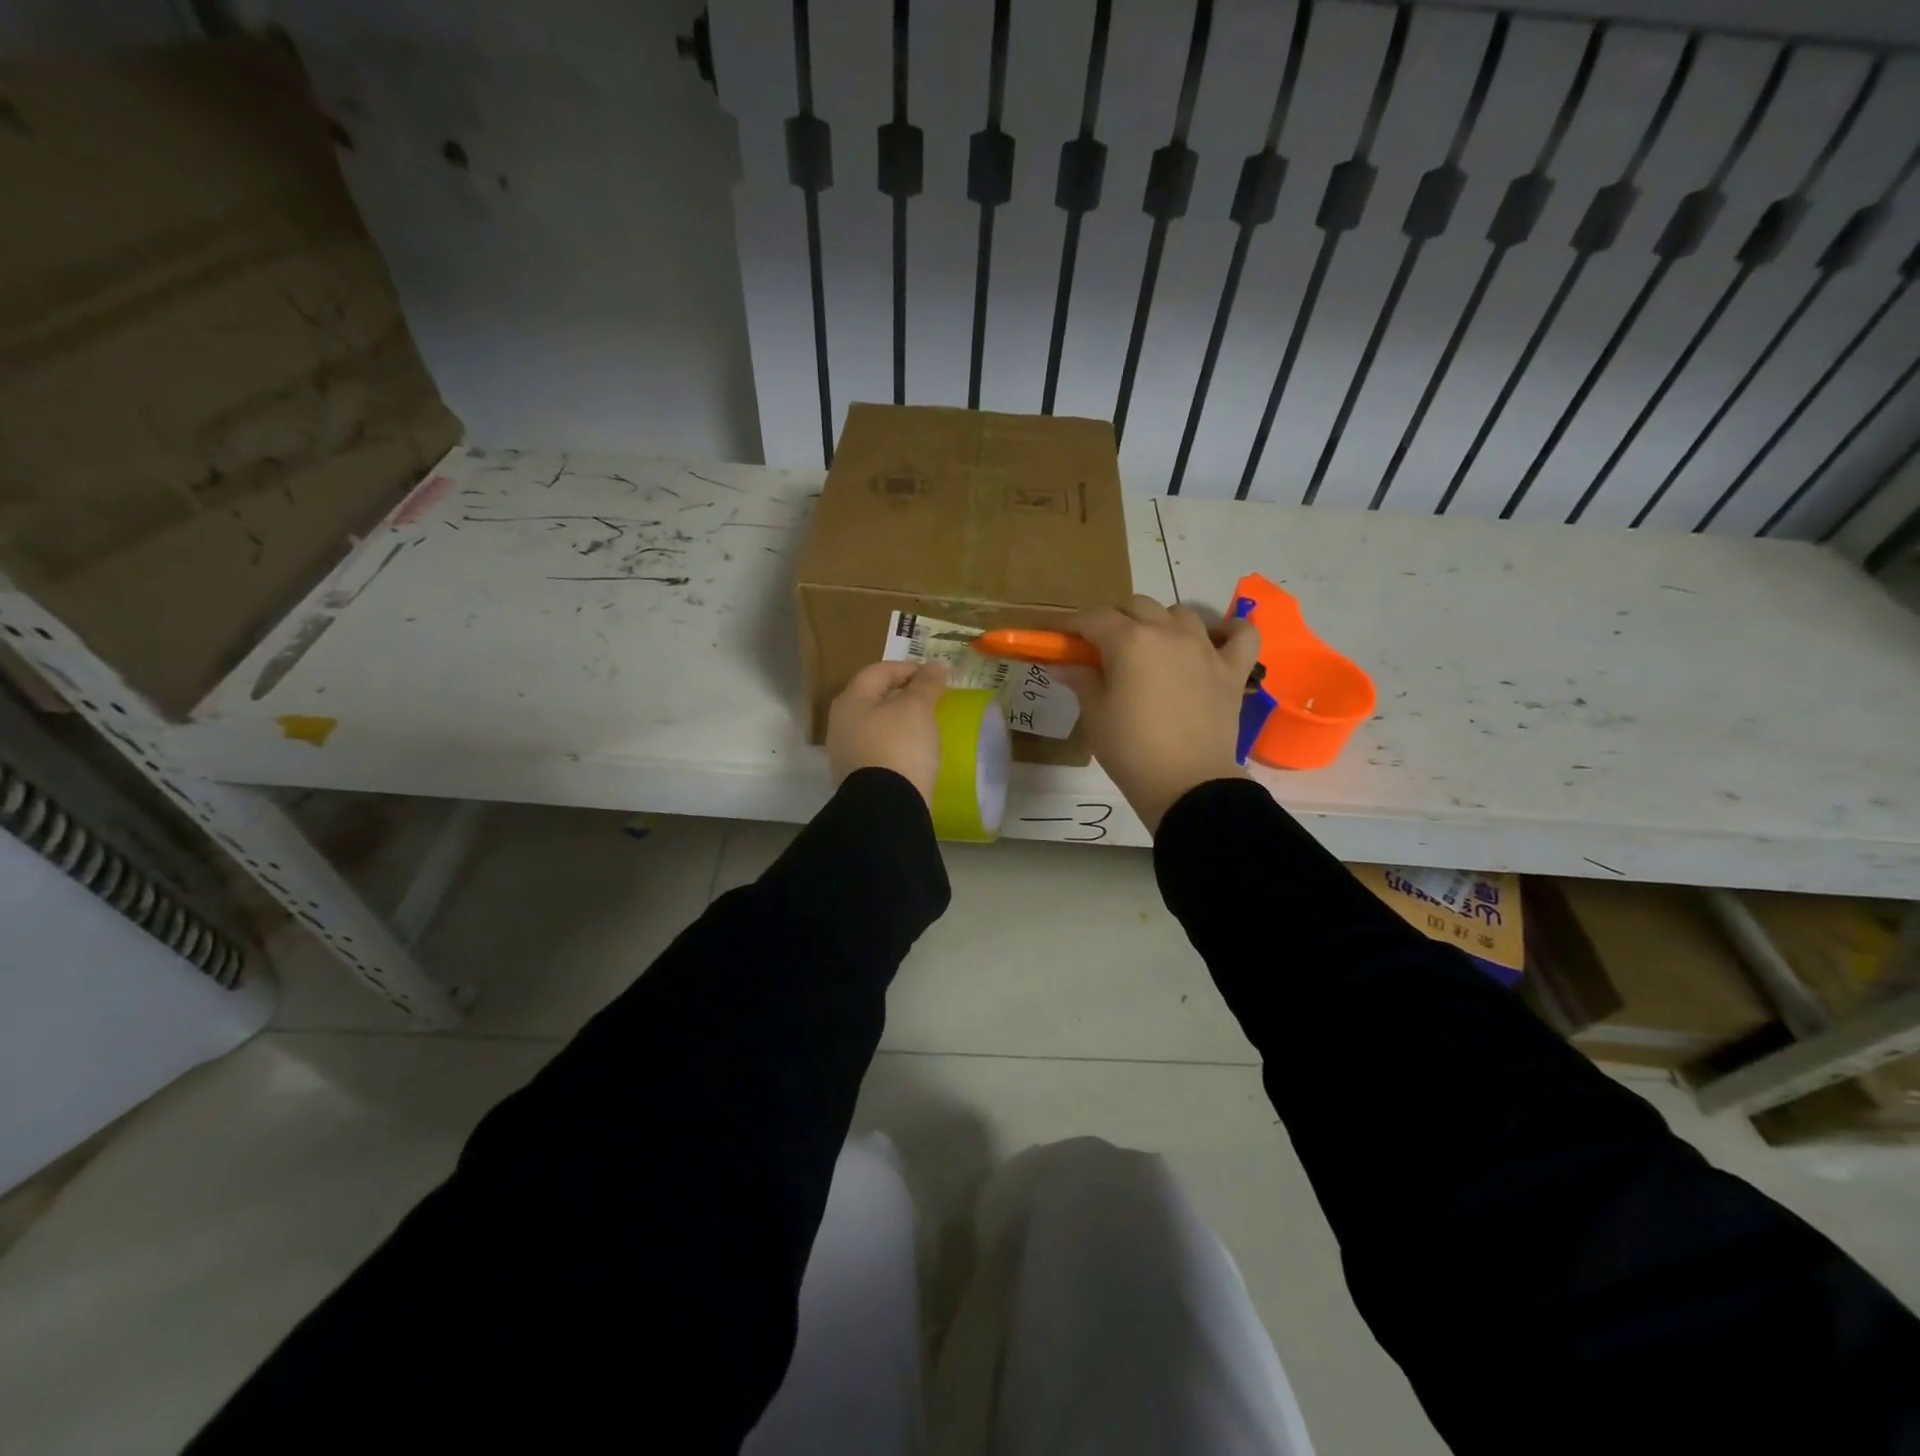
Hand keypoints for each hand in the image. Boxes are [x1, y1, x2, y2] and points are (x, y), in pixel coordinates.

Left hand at [826, 660, 948, 805]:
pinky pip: (878, 751)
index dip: (907, 668)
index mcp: (850, 701)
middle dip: (902, 695)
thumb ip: (926, 684)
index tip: (935, 676)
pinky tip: (914, 752)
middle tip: (931, 698)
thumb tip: (935, 666)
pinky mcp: (857, 778)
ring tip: (926, 725)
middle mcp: (840, 724)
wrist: (887, 807)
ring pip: (875, 726)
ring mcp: (846, 754)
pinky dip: (896, 744)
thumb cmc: (899, 746)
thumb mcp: (917, 708)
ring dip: (899, 721)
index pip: (878, 671)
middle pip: (873, 698)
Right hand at [1056, 596, 1259, 833]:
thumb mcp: (1095, 715)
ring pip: (1180, 613)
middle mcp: (1168, 633)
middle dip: (1114, 619)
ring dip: (1160, 623)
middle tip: (1102, 648)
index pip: (1094, 618)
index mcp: (1129, 641)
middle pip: (1136, 605)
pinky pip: (1241, 634)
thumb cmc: (1130, 750)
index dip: (1073, 625)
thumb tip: (1064, 663)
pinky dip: (1229, 631)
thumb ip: (1081, 679)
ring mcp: (1205, 648)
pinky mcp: (1232, 669)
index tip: (1061, 638)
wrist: (1186, 785)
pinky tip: (1215, 641)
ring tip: (1151, 649)